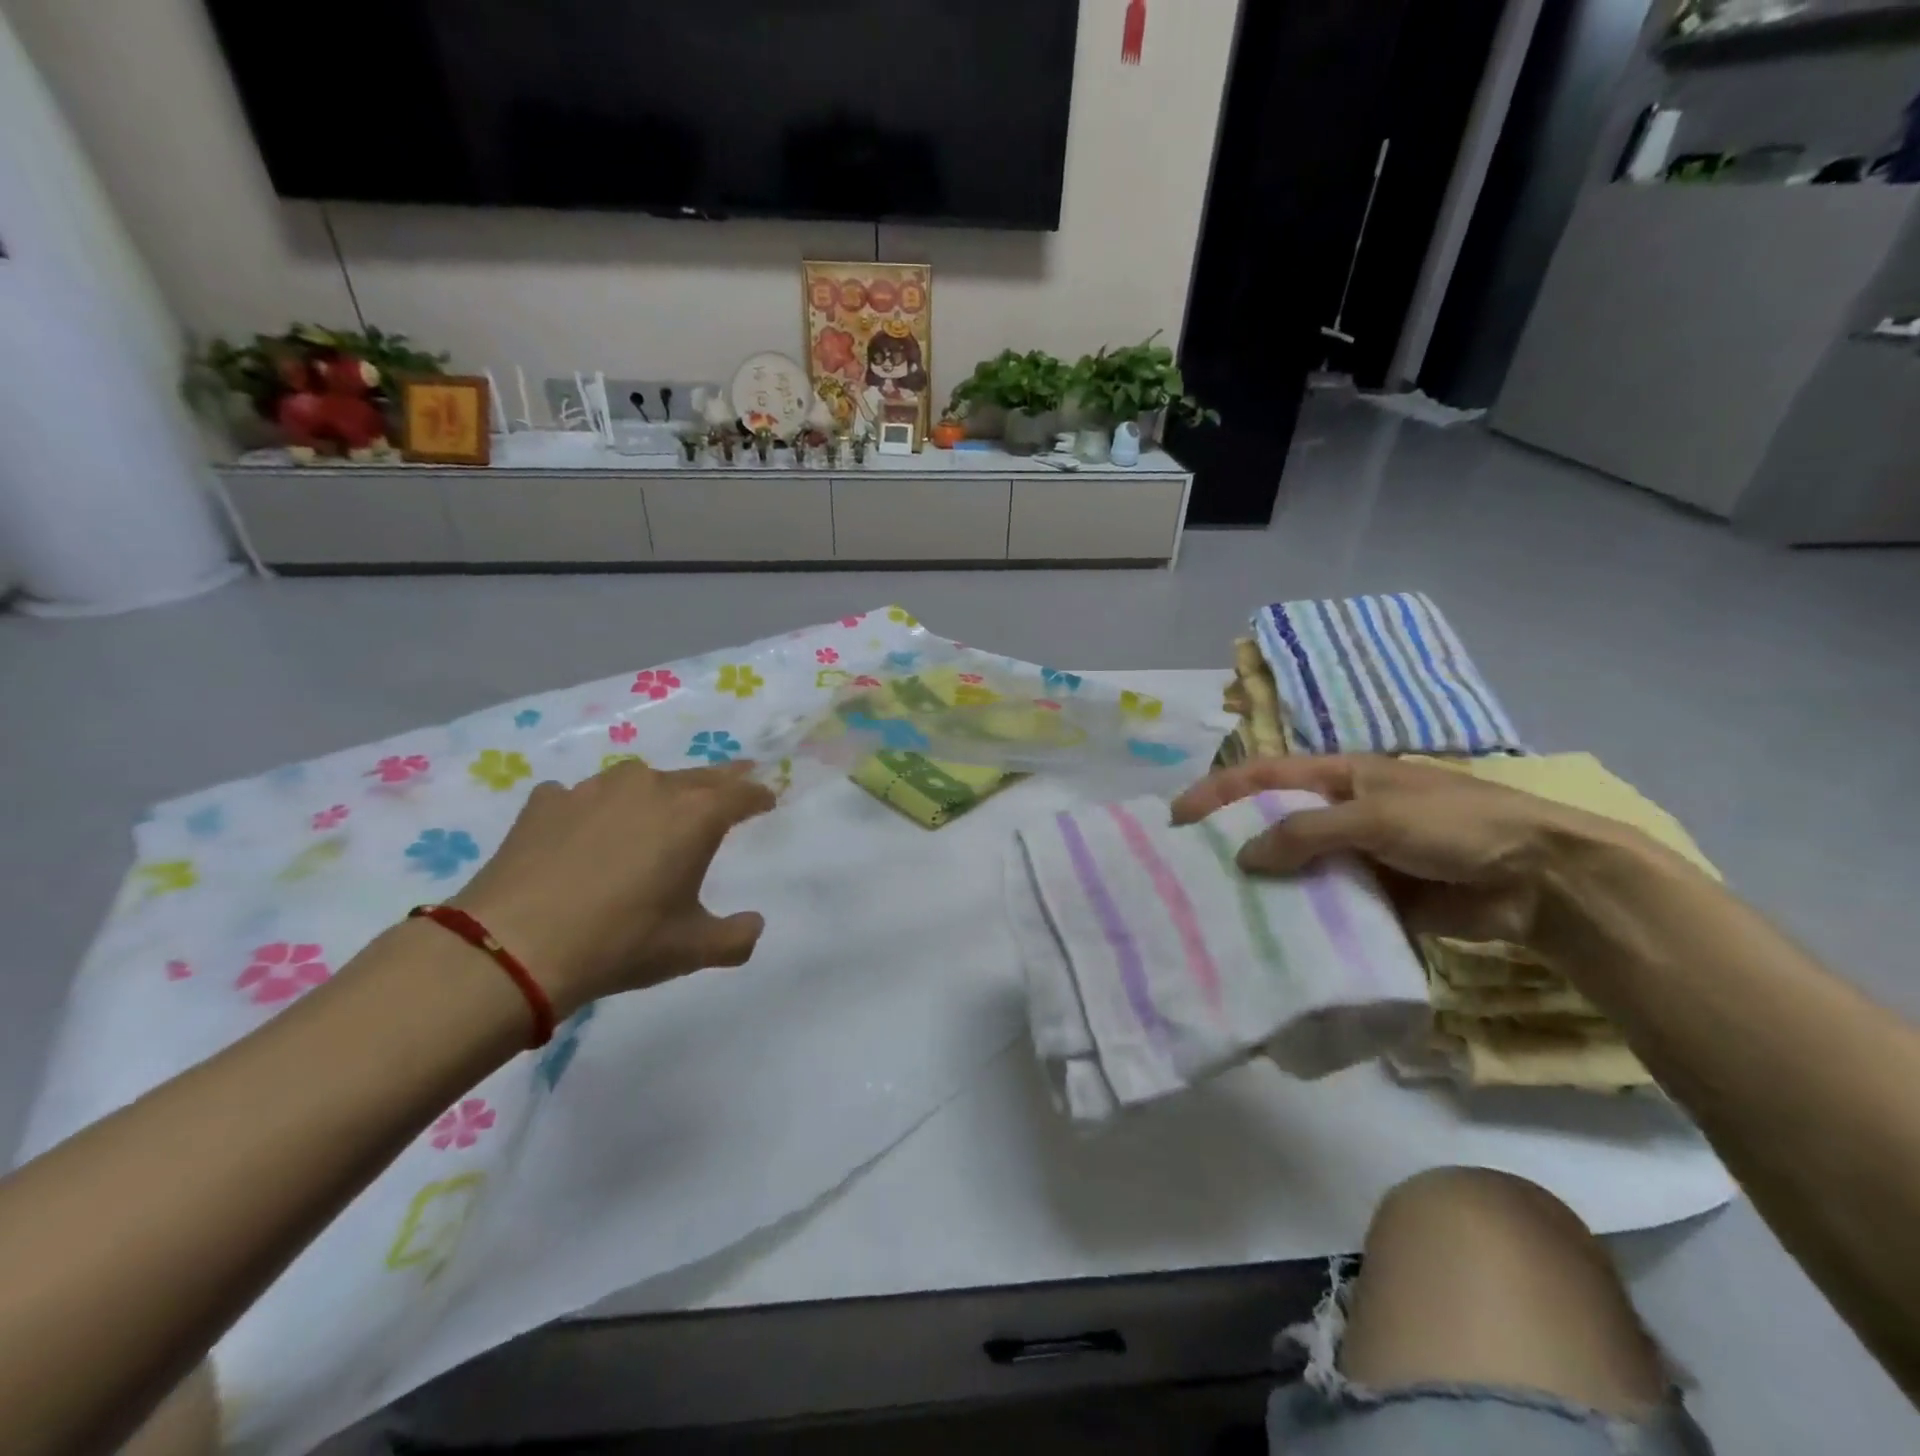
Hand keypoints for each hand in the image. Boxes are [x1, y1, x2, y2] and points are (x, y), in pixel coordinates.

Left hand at [449, 760, 774, 1015]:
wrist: (512, 948)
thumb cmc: (621, 942)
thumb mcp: (691, 949)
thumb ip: (736, 938)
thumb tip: (755, 926)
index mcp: (695, 815)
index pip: (742, 793)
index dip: (759, 796)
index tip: (767, 801)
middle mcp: (650, 787)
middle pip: (698, 776)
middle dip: (720, 782)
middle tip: (731, 786)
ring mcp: (594, 788)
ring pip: (640, 780)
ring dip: (656, 792)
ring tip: (654, 812)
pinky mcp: (547, 801)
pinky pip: (583, 797)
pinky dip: (593, 809)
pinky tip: (583, 831)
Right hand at [1171, 755, 1633, 948]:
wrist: (1541, 878)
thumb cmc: (1456, 825)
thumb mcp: (1377, 816)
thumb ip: (1306, 833)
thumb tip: (1243, 857)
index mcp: (1338, 778)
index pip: (1262, 777)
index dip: (1217, 791)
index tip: (1176, 817)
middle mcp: (1338, 814)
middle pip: (1270, 822)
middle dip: (1230, 840)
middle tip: (1187, 870)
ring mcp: (1354, 857)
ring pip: (1292, 868)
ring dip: (1261, 884)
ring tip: (1218, 908)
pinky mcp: (1372, 898)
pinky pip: (1323, 905)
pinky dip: (1298, 918)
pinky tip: (1270, 938)